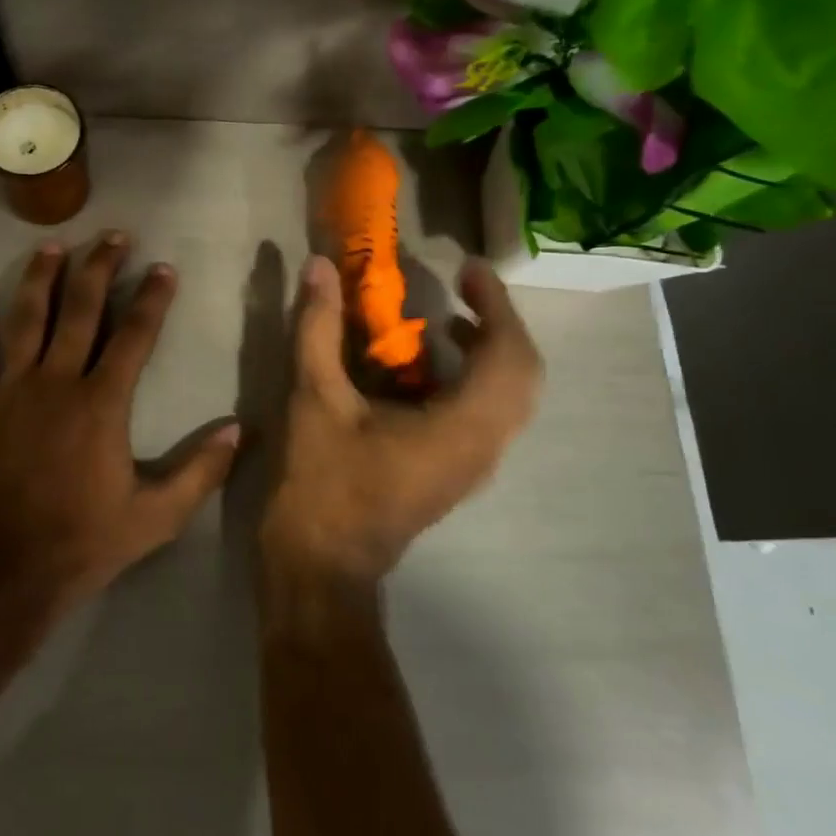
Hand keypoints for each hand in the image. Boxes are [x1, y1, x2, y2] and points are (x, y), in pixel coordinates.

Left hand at [0, 233, 241, 606]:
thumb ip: (200, 472)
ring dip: (39, 279)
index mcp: (102, 404)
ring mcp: (8, 392)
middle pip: (81, 310)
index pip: (134, 336)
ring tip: (51, 247)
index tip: (163, 268)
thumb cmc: (81, 544)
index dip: (152, 298)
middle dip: (100, 268)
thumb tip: (240, 430)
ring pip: (25, 320)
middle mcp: (56, 383)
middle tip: (113, 236)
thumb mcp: (155, 518)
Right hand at [264, 255, 541, 586]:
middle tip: (463, 289)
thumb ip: (318, 328)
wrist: (321, 567)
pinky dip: (469, 378)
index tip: (468, 269)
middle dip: (498, 324)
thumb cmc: (322, 484)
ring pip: (507, 398)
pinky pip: (484, 415)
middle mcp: (483, 448)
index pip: (509, 356)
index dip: (497, 305)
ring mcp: (472, 466)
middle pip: (522, 375)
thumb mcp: (314, 398)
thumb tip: (320, 267)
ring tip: (446, 319)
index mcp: (461, 429)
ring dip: (487, 351)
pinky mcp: (453, 473)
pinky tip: (423, 367)